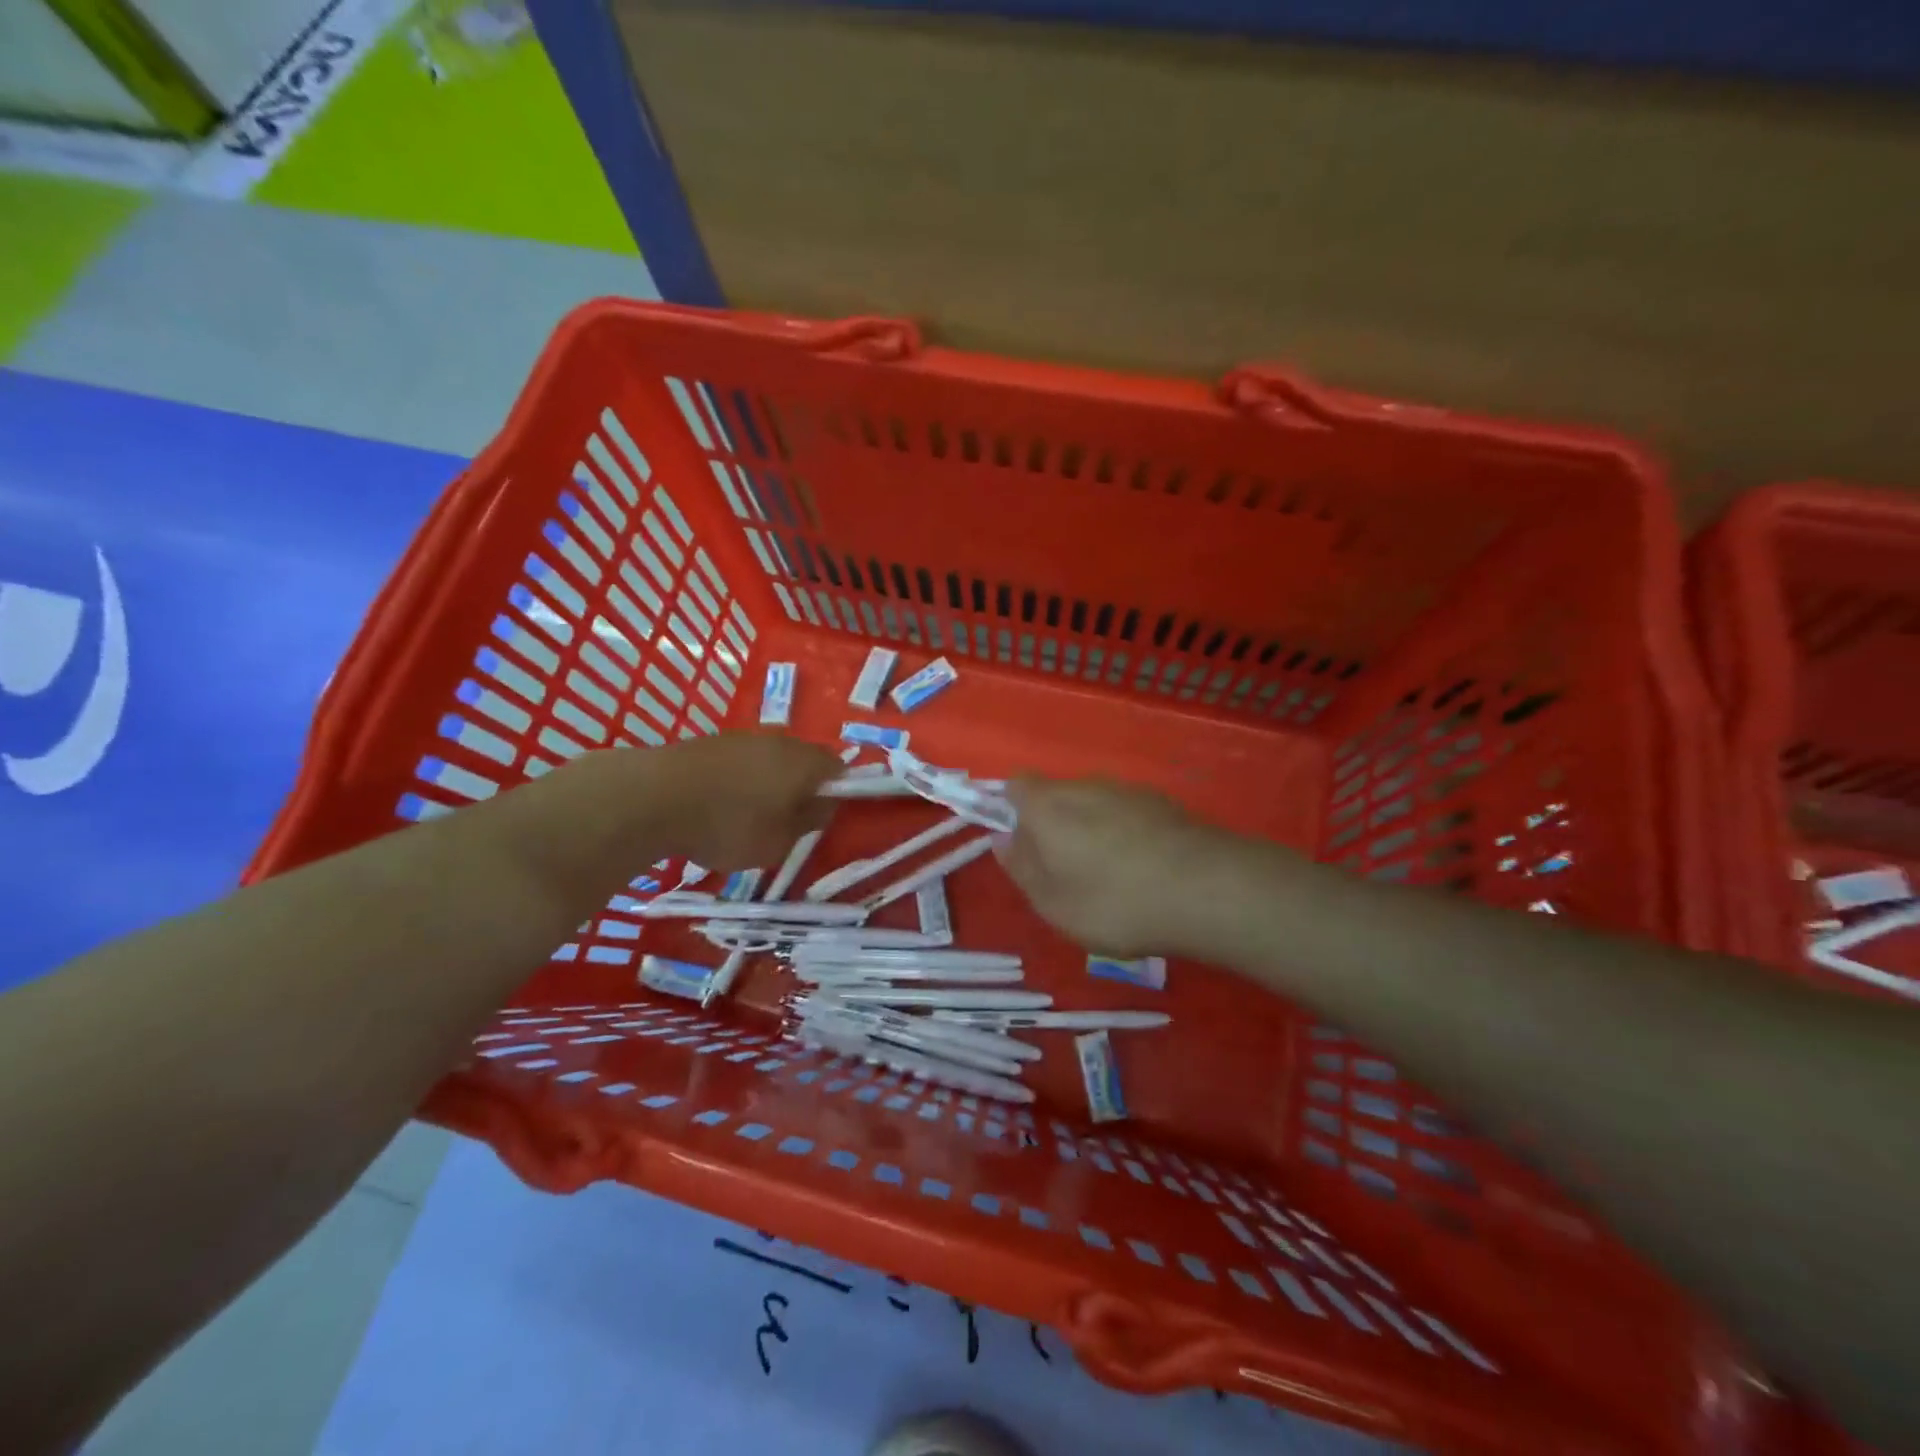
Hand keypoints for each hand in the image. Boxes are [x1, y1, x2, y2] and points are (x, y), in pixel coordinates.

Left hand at [482, 733, 838, 904]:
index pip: (840, 769)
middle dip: (802, 787)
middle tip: (789, 820)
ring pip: (771, 760)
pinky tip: (720, 806)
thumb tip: (823, 805)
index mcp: (805, 762)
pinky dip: (739, 781)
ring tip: (750, 816)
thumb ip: (809, 822)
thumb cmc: (728, 824)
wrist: (652, 797)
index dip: (838, 793)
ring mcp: (742, 737)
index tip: (822, 818)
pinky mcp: (711, 742)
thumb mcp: (779, 841)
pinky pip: (741, 761)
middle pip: (804, 761)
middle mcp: (780, 741)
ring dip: (769, 784)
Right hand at [1000, 778, 1227, 956]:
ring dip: (1092, 830)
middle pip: (1057, 795)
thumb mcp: (1053, 903)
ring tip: (1111, 878)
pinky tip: (1145, 870)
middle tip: (1065, 873)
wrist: (1208, 889)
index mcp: (1048, 805)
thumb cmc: (1114, 902)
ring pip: (1095, 804)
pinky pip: (1129, 814)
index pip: (1016, 786)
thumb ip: (1022, 868)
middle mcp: (1085, 785)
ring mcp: (1129, 790)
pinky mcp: (1165, 803)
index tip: (1022, 847)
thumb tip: (1004, 839)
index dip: (1011, 811)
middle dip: (1054, 826)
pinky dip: (1127, 834)